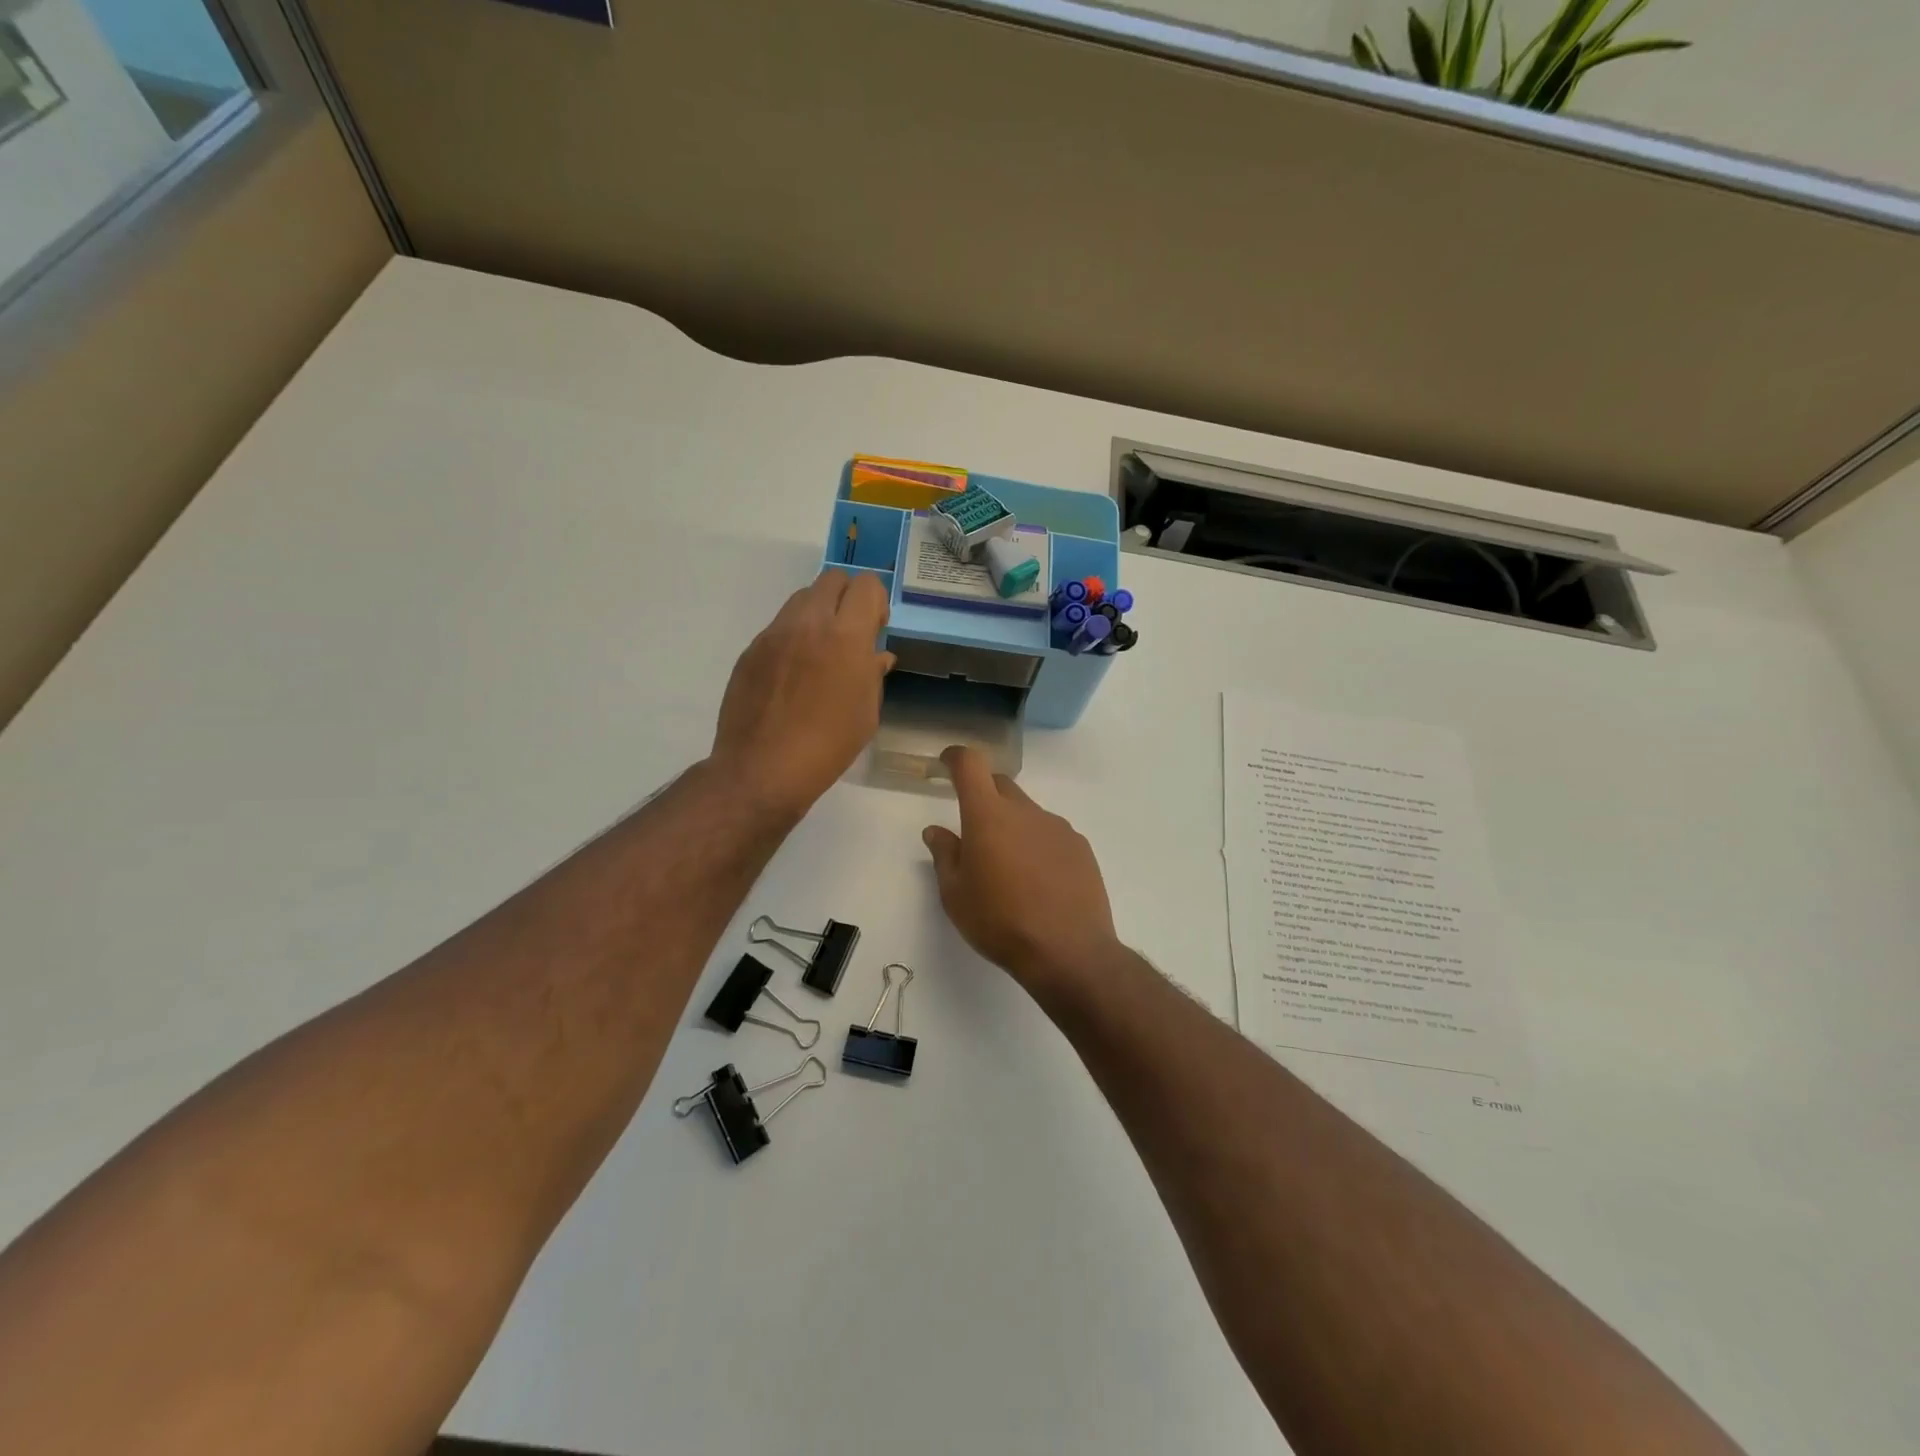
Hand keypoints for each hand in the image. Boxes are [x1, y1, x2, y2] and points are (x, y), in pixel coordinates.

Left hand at [710, 571, 894, 818]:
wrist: (762, 769)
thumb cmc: (827, 746)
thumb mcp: (866, 714)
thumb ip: (873, 674)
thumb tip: (877, 655)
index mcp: (845, 637)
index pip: (865, 584)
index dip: (876, 601)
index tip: (876, 628)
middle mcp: (808, 623)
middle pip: (832, 579)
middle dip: (848, 598)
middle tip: (851, 633)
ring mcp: (774, 634)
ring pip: (802, 598)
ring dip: (819, 613)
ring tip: (821, 652)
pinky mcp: (751, 650)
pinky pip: (779, 627)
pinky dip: (794, 637)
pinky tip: (794, 675)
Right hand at [922, 746, 1118, 989]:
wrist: (1068, 951)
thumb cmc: (999, 922)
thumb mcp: (956, 895)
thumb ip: (945, 856)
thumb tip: (936, 831)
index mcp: (988, 815)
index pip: (970, 765)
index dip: (956, 758)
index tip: (946, 765)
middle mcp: (1025, 811)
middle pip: (1001, 785)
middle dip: (984, 795)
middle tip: (974, 829)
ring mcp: (1057, 827)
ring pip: (1028, 813)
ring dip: (1013, 826)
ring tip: (1009, 867)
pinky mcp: (1081, 847)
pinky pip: (1051, 834)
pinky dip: (1038, 845)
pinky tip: (1039, 881)